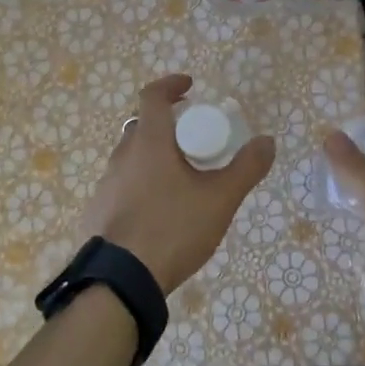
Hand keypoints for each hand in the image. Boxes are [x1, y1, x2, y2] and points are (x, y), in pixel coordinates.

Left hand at [79, 74, 275, 295]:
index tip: (190, 87)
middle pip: (143, 126)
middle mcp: (122, 154)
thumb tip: (267, 141)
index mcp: (149, 142)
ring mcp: (106, 183)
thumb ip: (246, 168)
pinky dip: (141, 183)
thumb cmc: (172, 229)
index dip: (171, 85)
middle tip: (193, 139)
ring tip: (181, 178)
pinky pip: (122, 184)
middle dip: (168, 125)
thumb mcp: (219, 200)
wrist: (120, 280)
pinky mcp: (98, 209)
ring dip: (154, 155)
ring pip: (132, 156)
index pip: (153, 96)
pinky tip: (158, 210)